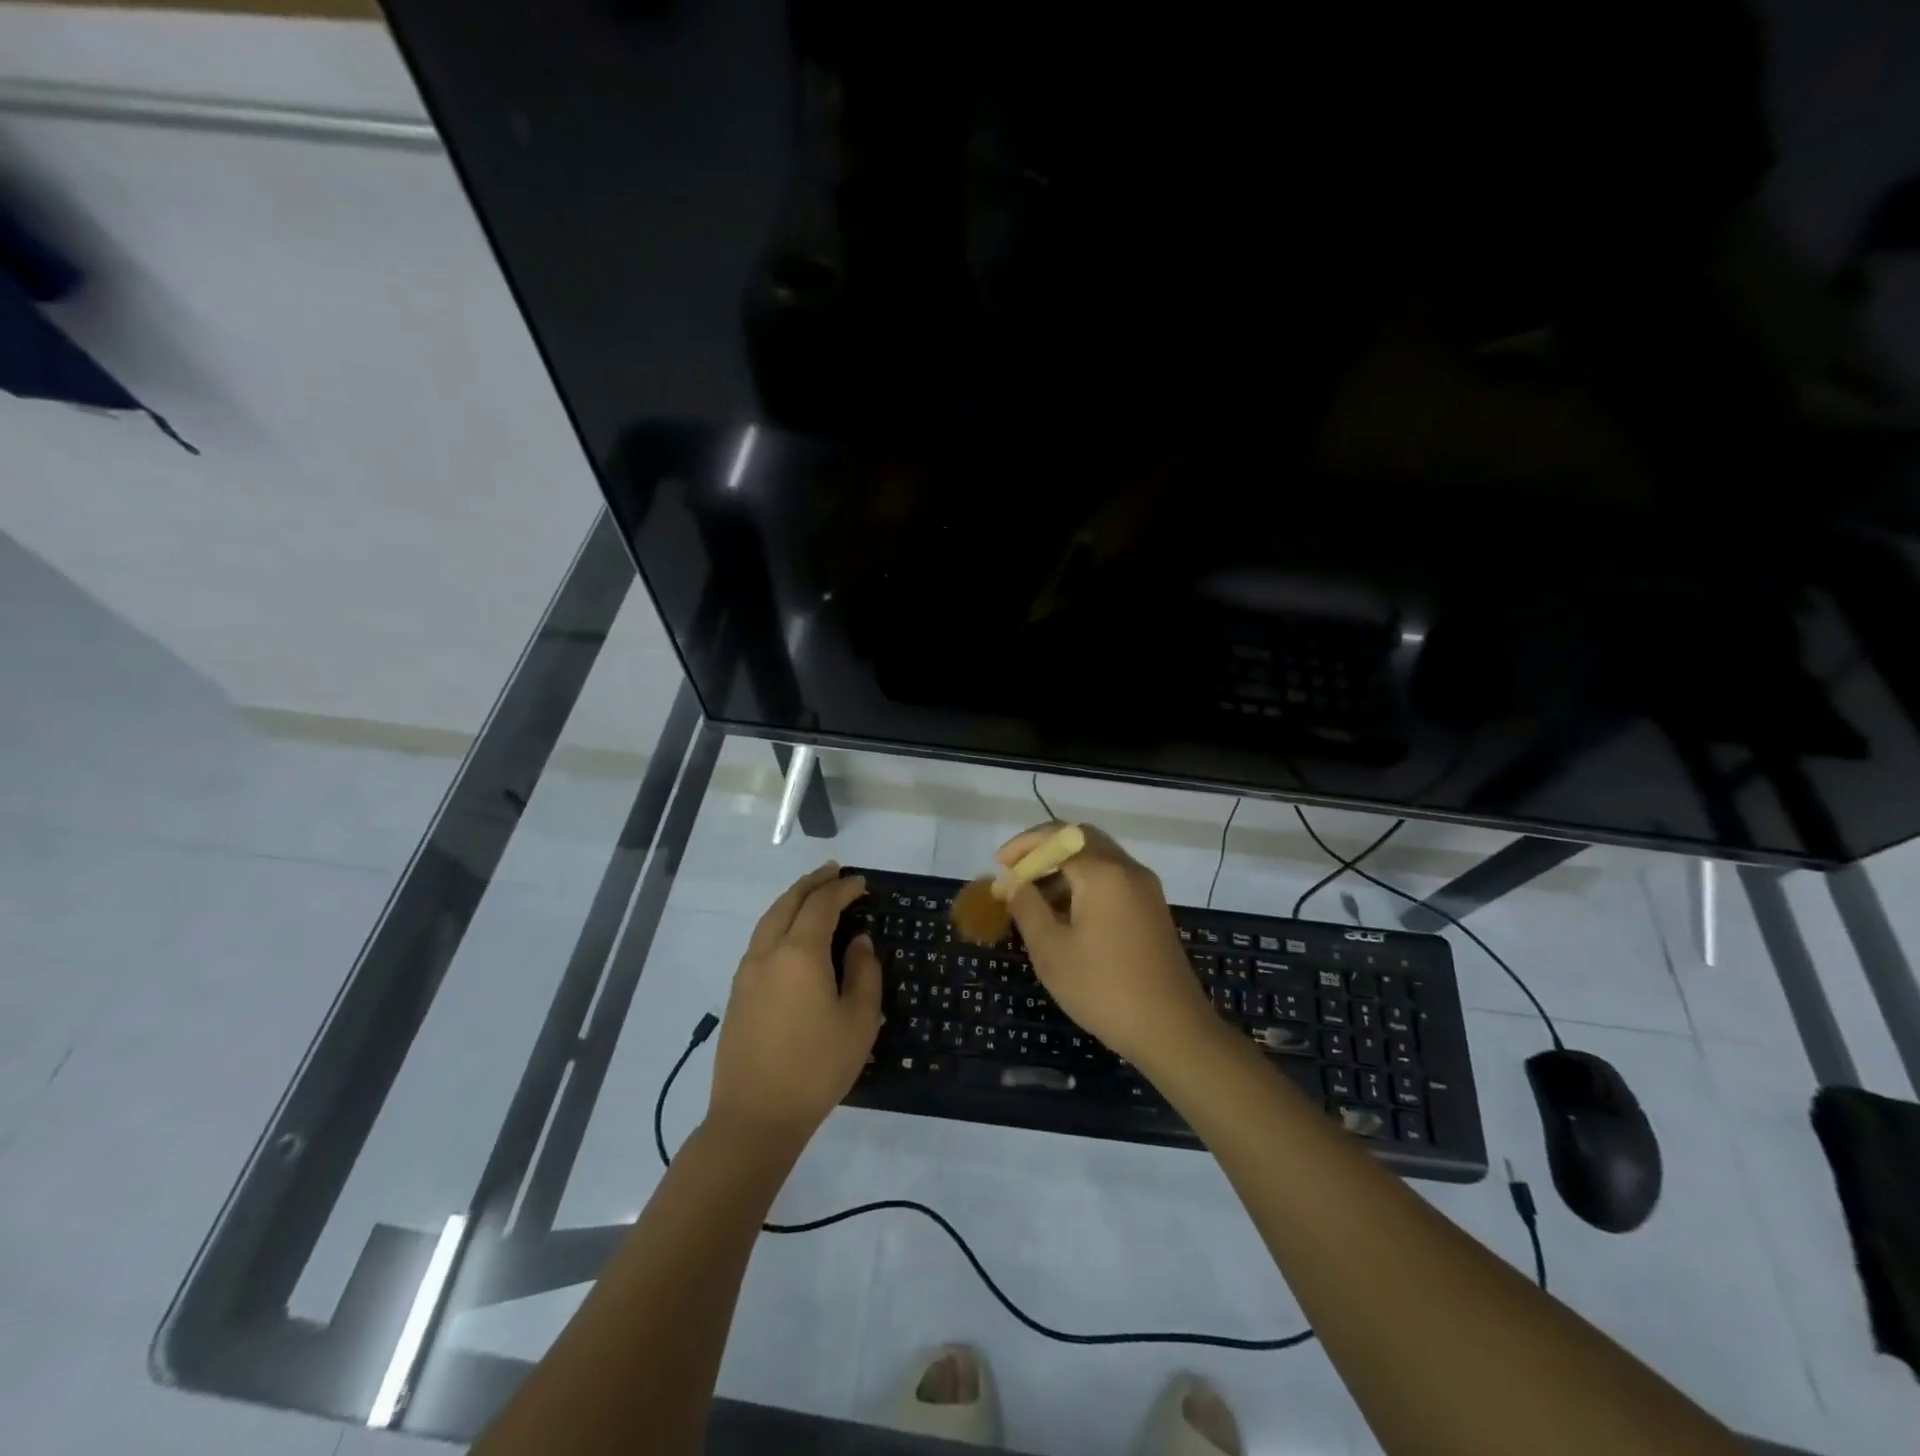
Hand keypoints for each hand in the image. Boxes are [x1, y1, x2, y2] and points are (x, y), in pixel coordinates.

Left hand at [708, 864, 881, 1147]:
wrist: (755, 1117)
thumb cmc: (816, 1068)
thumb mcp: (858, 1021)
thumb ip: (864, 973)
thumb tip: (858, 942)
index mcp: (799, 953)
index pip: (822, 905)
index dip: (843, 889)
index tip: (862, 883)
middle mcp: (768, 952)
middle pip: (788, 902)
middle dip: (813, 883)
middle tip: (834, 872)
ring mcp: (746, 972)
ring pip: (769, 919)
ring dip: (792, 900)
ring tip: (812, 893)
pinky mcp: (737, 992)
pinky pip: (760, 939)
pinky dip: (779, 921)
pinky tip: (792, 934)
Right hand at [996, 823, 1213, 1066]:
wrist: (1172, 1030)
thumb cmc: (1103, 989)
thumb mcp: (1051, 950)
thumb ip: (1027, 907)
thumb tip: (1012, 882)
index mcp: (1103, 873)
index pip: (1057, 837)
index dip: (1024, 846)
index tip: (999, 866)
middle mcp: (1128, 869)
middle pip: (1081, 839)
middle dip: (1045, 850)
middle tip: (1017, 872)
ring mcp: (1145, 889)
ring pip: (1098, 858)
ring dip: (1064, 867)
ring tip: (1033, 897)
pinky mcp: (1152, 909)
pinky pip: (1113, 879)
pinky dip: (1085, 883)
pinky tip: (1064, 914)